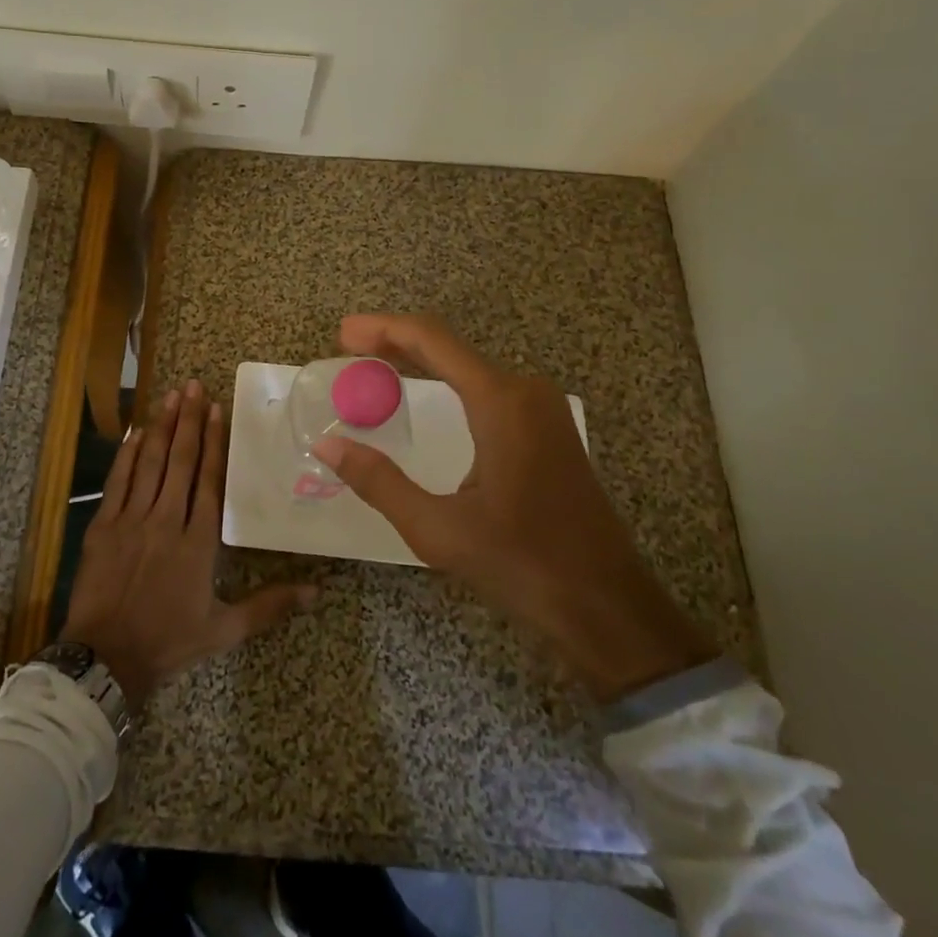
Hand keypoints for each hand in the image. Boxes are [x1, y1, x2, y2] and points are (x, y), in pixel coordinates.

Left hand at [61, 380, 316, 707]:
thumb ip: (270, 605)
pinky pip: (118, 480)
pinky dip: (127, 454)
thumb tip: (318, 590)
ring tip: (171, 396)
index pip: (210, 479)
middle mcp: (167, 520)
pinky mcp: (104, 525)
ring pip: (150, 463)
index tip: (216, 409)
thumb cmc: (169, 641)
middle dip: (188, 420)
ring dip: (162, 427)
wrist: (107, 658)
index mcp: (199, 541)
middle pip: (181, 461)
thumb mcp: (225, 629)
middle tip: (193, 386)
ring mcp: (132, 519)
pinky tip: (136, 431)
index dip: (214, 442)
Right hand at [312, 314, 713, 702]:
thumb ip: (379, 482)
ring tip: (374, 367)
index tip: (344, 333)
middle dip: (395, 341)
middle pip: (449, 347)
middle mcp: (525, 391)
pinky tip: (422, 395)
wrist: (609, 607)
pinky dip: (446, 382)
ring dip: (420, 361)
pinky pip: (487, 387)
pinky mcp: (548, 428)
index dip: (383, 329)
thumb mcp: (438, 530)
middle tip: (348, 348)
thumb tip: (328, 446)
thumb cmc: (524, 565)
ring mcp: (542, 408)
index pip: (432, 340)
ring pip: (468, 366)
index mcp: (501, 402)